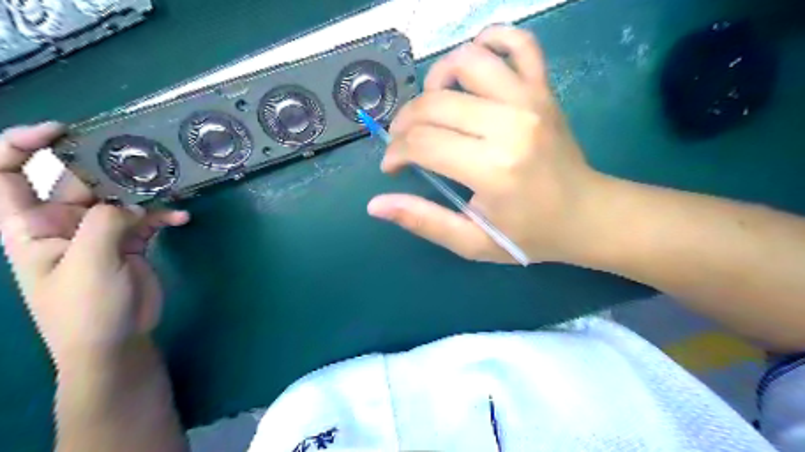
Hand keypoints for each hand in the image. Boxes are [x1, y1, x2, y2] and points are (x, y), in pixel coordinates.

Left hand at [0, 122, 188, 366]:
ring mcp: (100, 233)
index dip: (21, 146)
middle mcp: (63, 223)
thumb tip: (130, 201)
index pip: (6, 174)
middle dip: (108, 167)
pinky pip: (147, 219)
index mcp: (31, 225)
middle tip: (143, 159)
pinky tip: (181, 218)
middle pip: (79, 181)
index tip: (62, 132)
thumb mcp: (88, 264)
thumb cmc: (85, 309)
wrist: (116, 342)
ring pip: (120, 198)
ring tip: (170, 186)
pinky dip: (164, 215)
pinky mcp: (130, 242)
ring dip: (144, 191)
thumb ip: (104, 224)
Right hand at [368, 25, 606, 263]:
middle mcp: (509, 124)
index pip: (422, 144)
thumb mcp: (473, 242)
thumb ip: (424, 221)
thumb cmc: (528, 234)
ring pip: (466, 61)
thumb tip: (375, 205)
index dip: (396, 153)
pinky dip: (490, 40)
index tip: (392, 166)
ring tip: (433, 106)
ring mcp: (530, 99)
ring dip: (436, 80)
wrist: (587, 215)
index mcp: (492, 168)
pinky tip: (473, 65)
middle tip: (404, 143)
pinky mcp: (543, 89)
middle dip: (404, 123)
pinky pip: (517, 42)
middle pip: (434, 104)